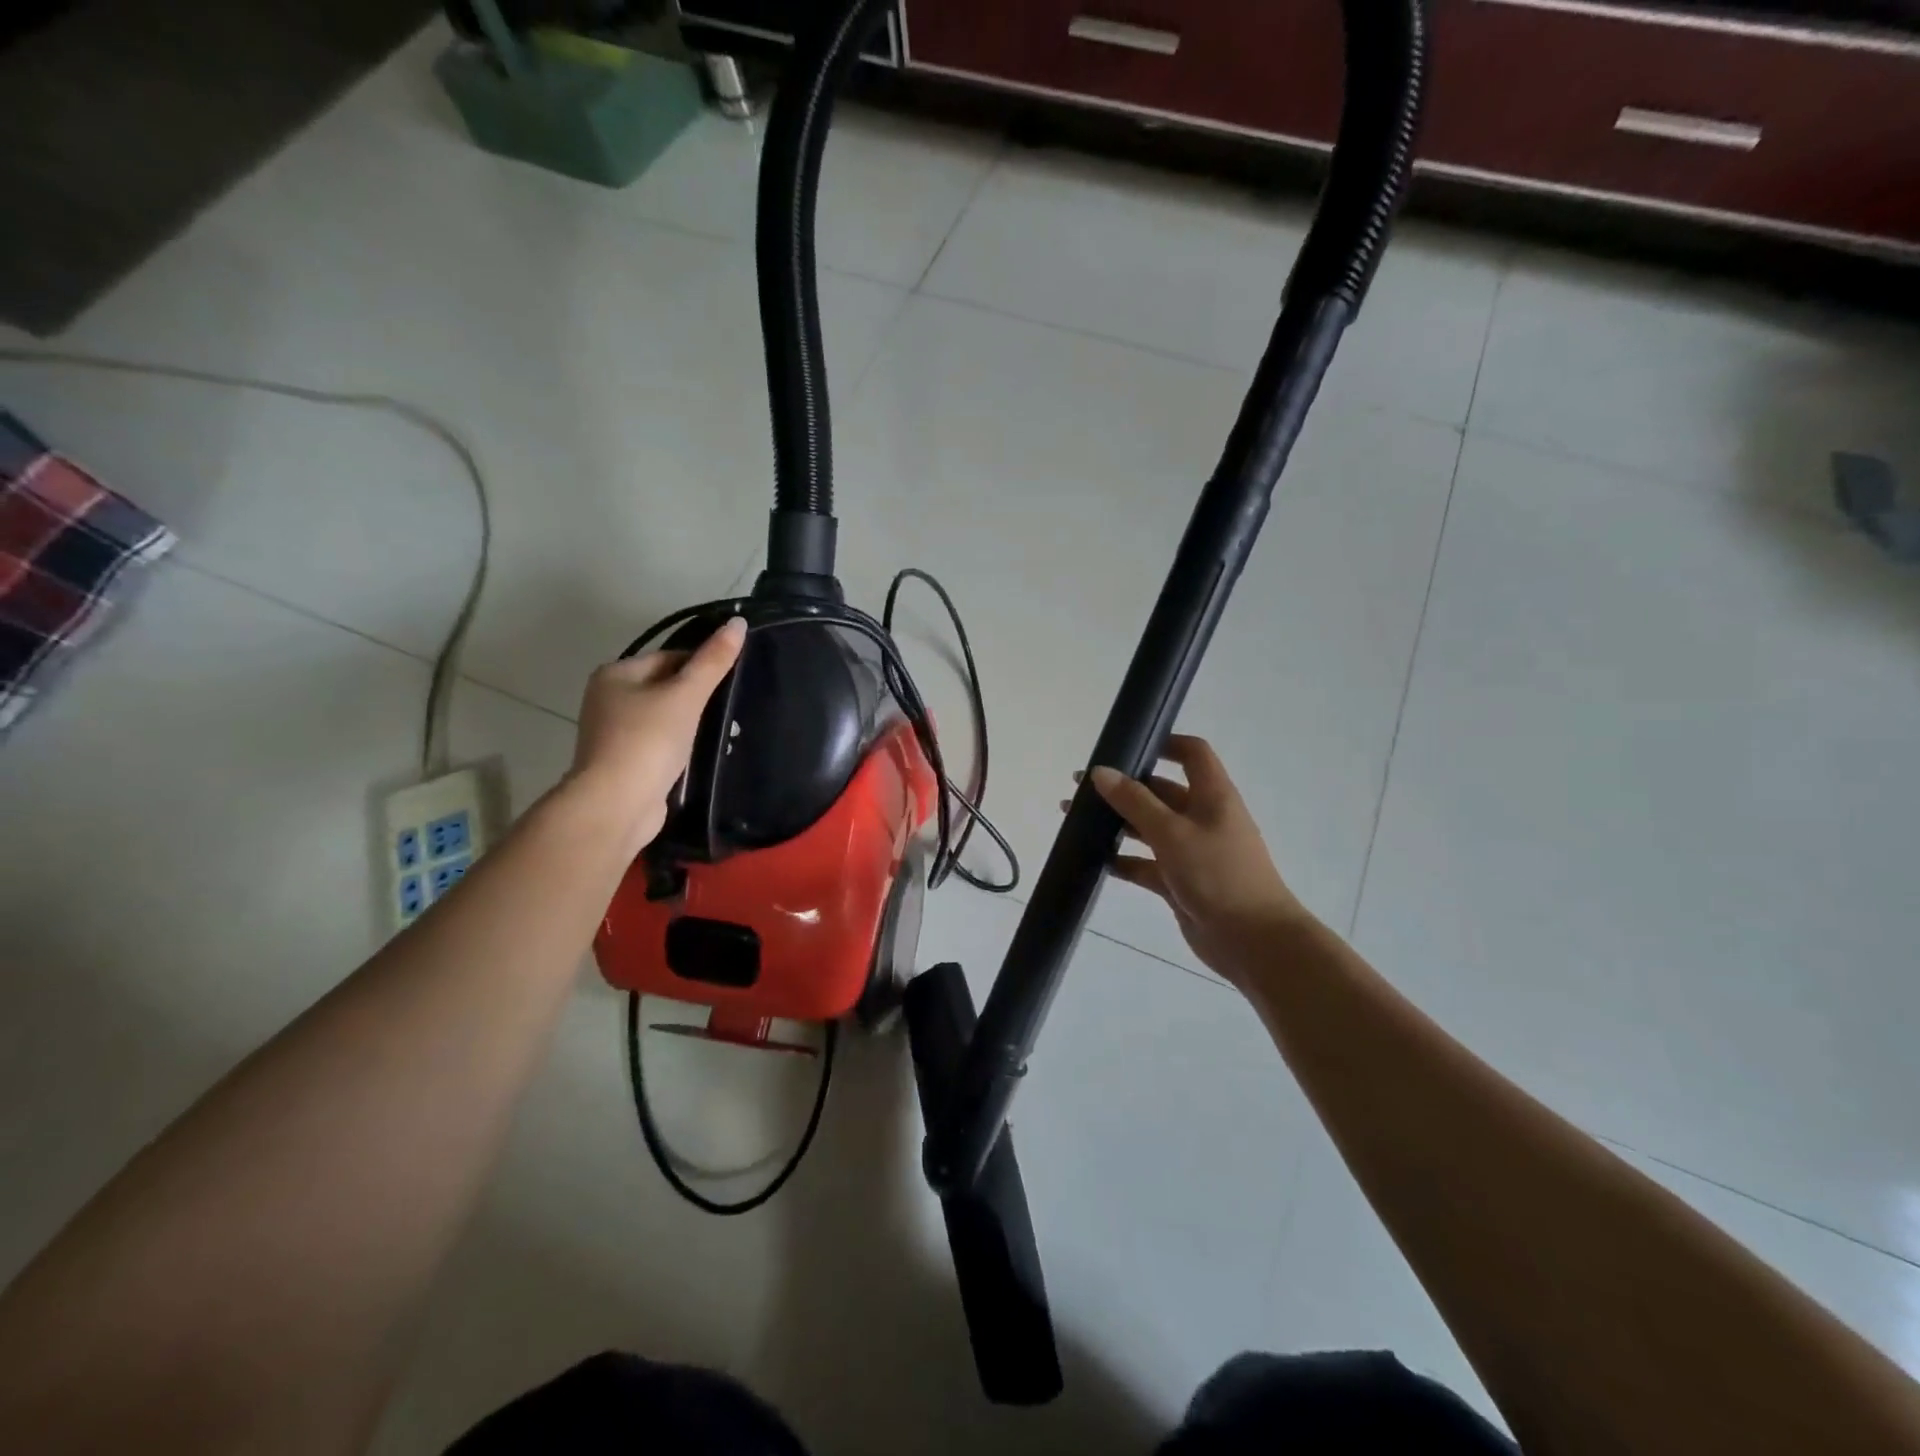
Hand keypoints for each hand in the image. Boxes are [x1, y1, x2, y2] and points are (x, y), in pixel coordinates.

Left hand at [568, 617, 746, 852]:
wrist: (617, 804)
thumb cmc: (649, 740)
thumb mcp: (686, 695)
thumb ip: (713, 661)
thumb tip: (738, 622)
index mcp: (616, 674)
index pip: (669, 657)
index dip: (702, 666)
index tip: (731, 681)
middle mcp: (607, 698)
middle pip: (665, 686)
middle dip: (696, 697)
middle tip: (729, 708)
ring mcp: (613, 733)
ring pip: (663, 717)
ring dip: (689, 723)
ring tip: (720, 733)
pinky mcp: (623, 762)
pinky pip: (658, 743)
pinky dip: (678, 746)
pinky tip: (698, 755)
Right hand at [1087, 735, 1313, 987]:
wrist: (1253, 941)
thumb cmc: (1218, 874)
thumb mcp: (1172, 833)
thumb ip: (1134, 802)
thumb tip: (1101, 772)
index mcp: (1212, 796)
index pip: (1193, 754)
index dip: (1164, 743)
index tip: (1126, 746)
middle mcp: (1202, 818)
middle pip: (1160, 791)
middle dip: (1123, 788)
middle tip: (1081, 790)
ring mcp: (1191, 852)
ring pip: (1149, 828)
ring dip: (1117, 824)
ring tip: (1076, 822)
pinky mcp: (1180, 882)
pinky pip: (1146, 865)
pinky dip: (1124, 861)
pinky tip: (1095, 860)